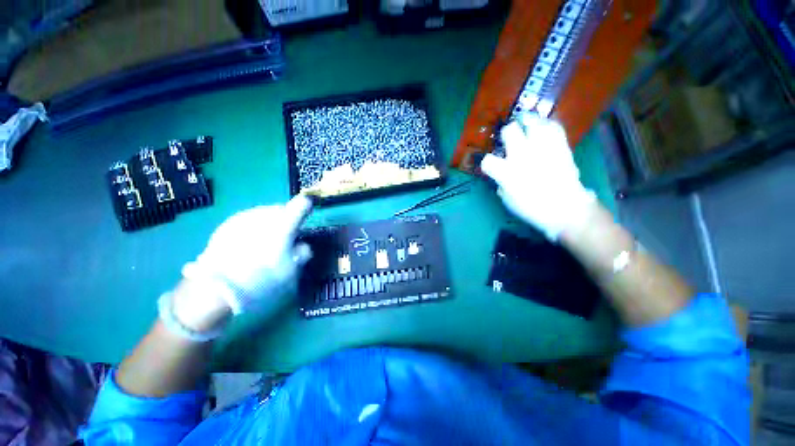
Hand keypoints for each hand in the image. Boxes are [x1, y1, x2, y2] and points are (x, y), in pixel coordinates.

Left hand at [175, 195, 313, 331]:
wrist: (216, 288)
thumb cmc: (262, 278)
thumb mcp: (292, 271)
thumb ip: (302, 253)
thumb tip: (301, 246)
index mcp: (283, 224)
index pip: (300, 204)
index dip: (306, 206)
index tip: (307, 211)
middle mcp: (263, 215)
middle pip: (281, 210)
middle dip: (286, 220)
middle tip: (286, 237)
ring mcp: (243, 218)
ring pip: (264, 214)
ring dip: (269, 223)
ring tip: (265, 242)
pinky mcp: (227, 225)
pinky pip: (248, 221)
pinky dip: (253, 228)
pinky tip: (248, 245)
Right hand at [479, 114, 595, 240]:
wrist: (565, 208)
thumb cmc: (532, 208)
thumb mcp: (508, 200)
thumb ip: (501, 184)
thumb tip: (501, 175)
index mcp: (506, 172)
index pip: (488, 160)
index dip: (487, 162)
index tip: (491, 166)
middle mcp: (522, 155)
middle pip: (509, 131)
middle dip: (506, 133)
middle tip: (509, 138)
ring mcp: (542, 148)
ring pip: (532, 122)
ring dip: (526, 122)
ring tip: (526, 124)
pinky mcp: (559, 146)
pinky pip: (554, 126)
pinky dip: (547, 125)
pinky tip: (544, 128)